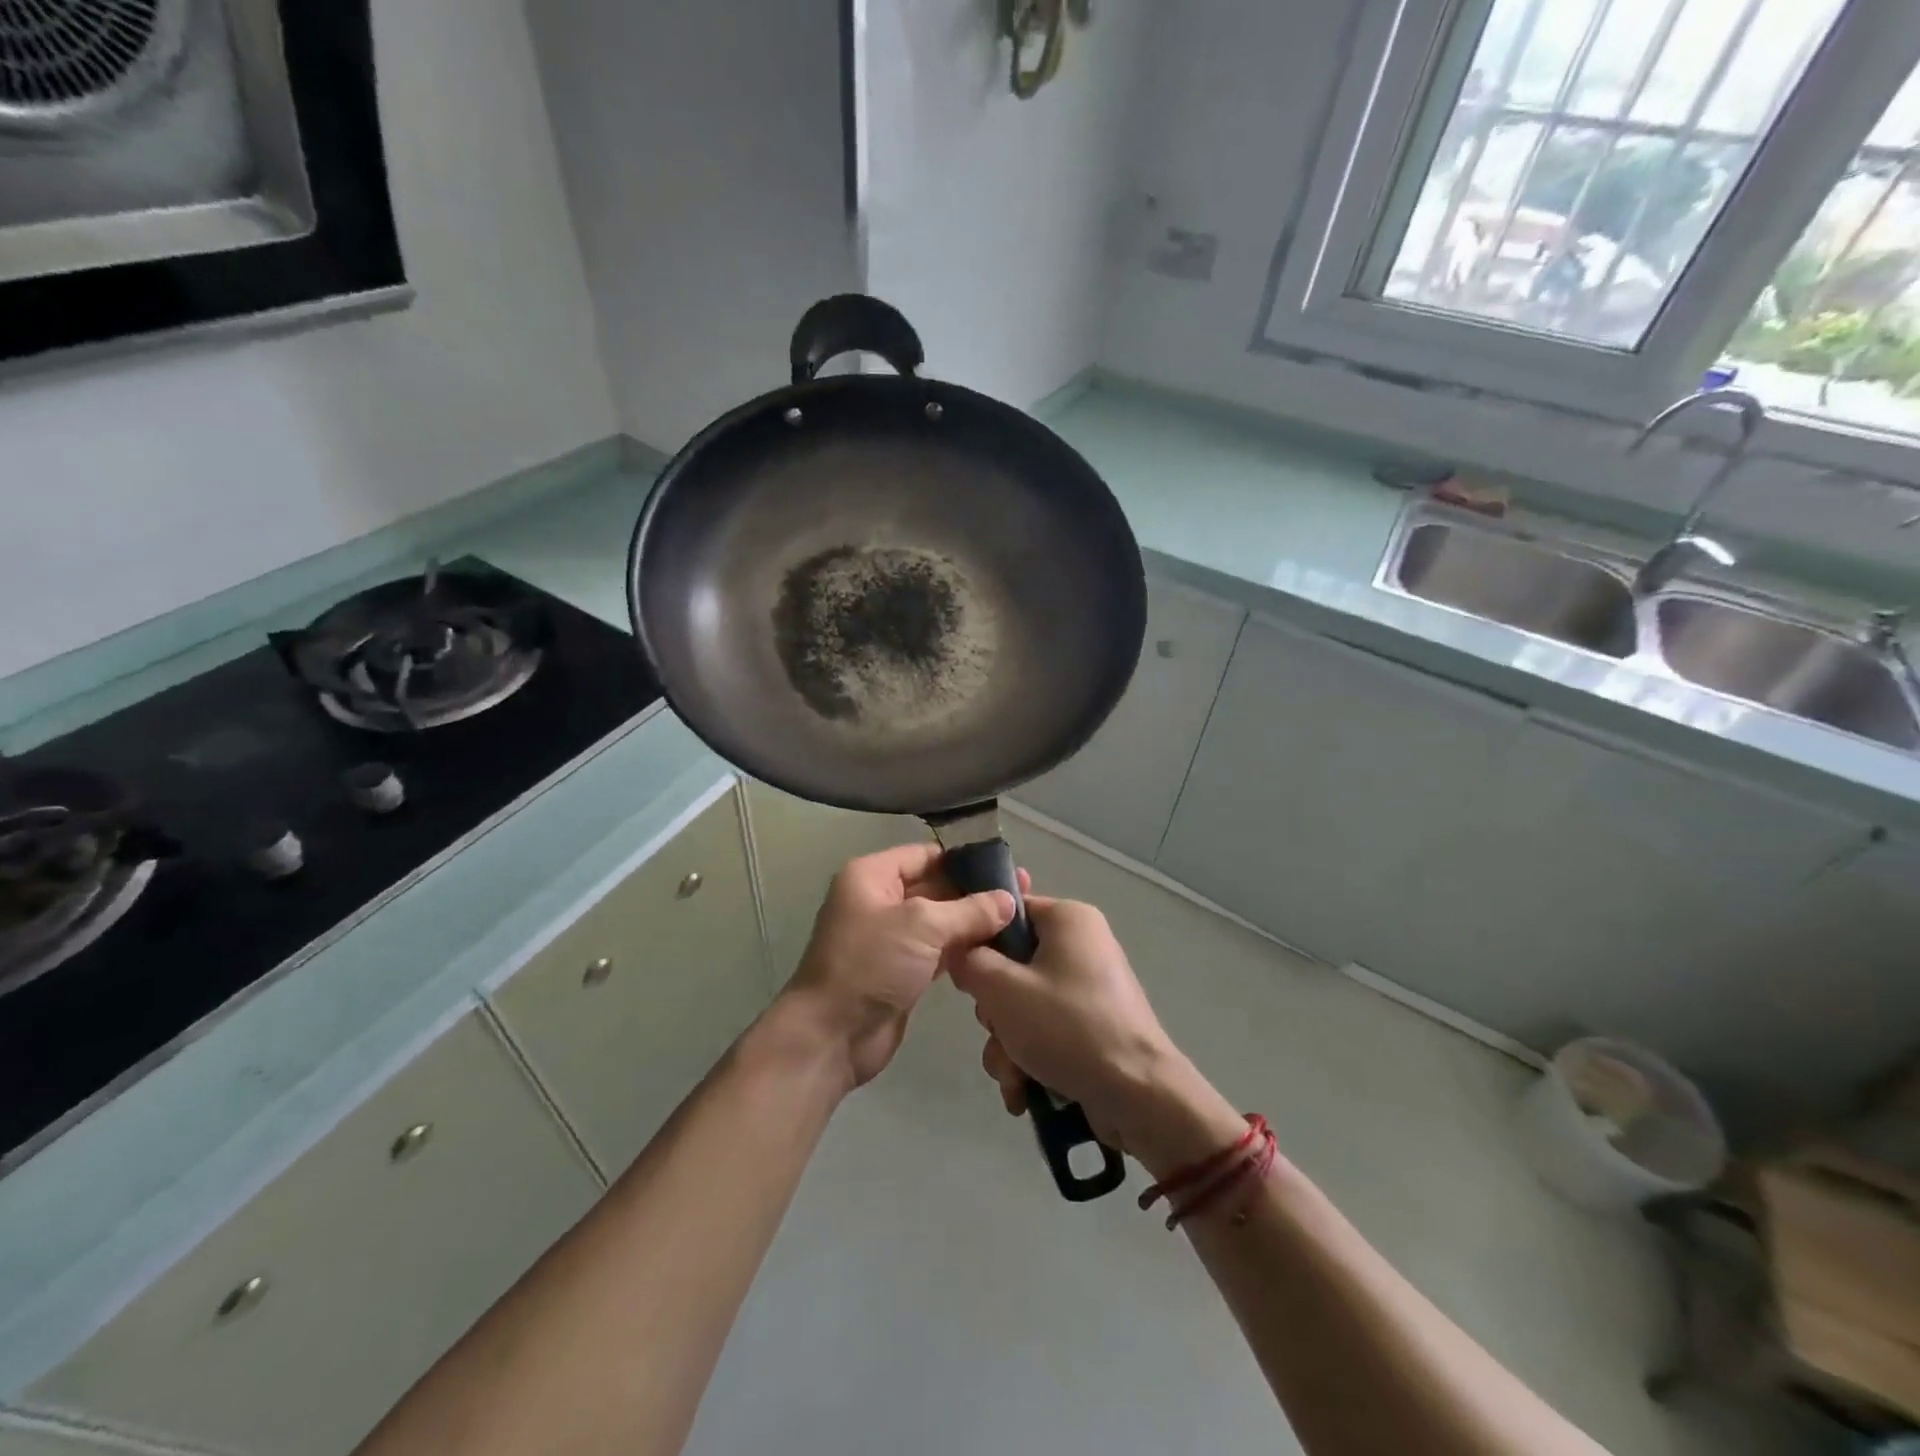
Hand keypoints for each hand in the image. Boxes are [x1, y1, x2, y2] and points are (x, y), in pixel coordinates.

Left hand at [779, 842, 1022, 1088]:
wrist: (832, 1036)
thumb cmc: (870, 964)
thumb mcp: (922, 926)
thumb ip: (969, 910)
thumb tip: (1009, 900)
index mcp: (872, 876)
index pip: (925, 854)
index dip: (964, 859)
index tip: (1007, 865)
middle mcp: (880, 901)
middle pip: (935, 886)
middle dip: (975, 891)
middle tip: (1024, 893)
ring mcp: (891, 938)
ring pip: (940, 921)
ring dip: (974, 922)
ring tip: (1020, 919)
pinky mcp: (903, 971)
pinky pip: (939, 950)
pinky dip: (964, 949)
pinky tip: (999, 949)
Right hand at [950, 896, 1241, 1173]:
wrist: (1138, 1096)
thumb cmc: (1068, 1027)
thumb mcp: (1002, 989)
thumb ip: (969, 961)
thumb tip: (961, 953)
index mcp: (1069, 919)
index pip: (1008, 912)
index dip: (980, 942)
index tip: (967, 976)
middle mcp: (1081, 945)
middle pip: (1012, 964)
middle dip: (995, 1010)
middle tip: (998, 1028)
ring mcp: (1088, 988)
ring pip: (1023, 1004)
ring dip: (1007, 1043)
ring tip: (1013, 1075)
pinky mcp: (1091, 1026)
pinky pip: (1045, 1030)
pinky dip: (1029, 1058)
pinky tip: (1024, 1091)